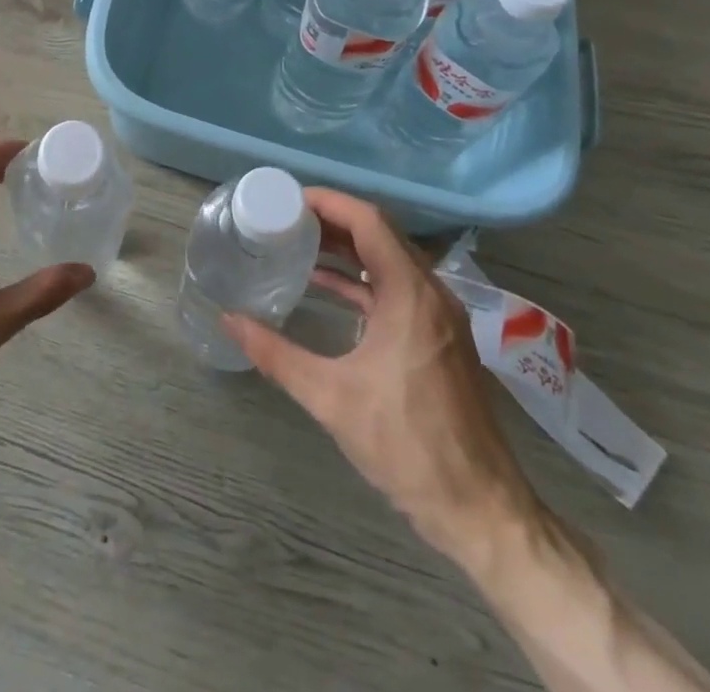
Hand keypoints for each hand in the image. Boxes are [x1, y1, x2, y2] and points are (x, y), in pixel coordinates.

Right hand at [223, 189, 541, 572]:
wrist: (481, 510)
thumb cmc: (407, 445)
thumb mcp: (331, 399)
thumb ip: (276, 354)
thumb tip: (229, 319)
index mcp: (411, 295)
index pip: (369, 221)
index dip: (329, 202)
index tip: (289, 199)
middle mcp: (431, 294)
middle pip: (381, 234)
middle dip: (333, 221)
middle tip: (286, 219)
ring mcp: (440, 317)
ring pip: (390, 260)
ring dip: (348, 249)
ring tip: (299, 244)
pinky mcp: (439, 338)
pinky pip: (397, 288)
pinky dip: (363, 279)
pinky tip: (327, 287)